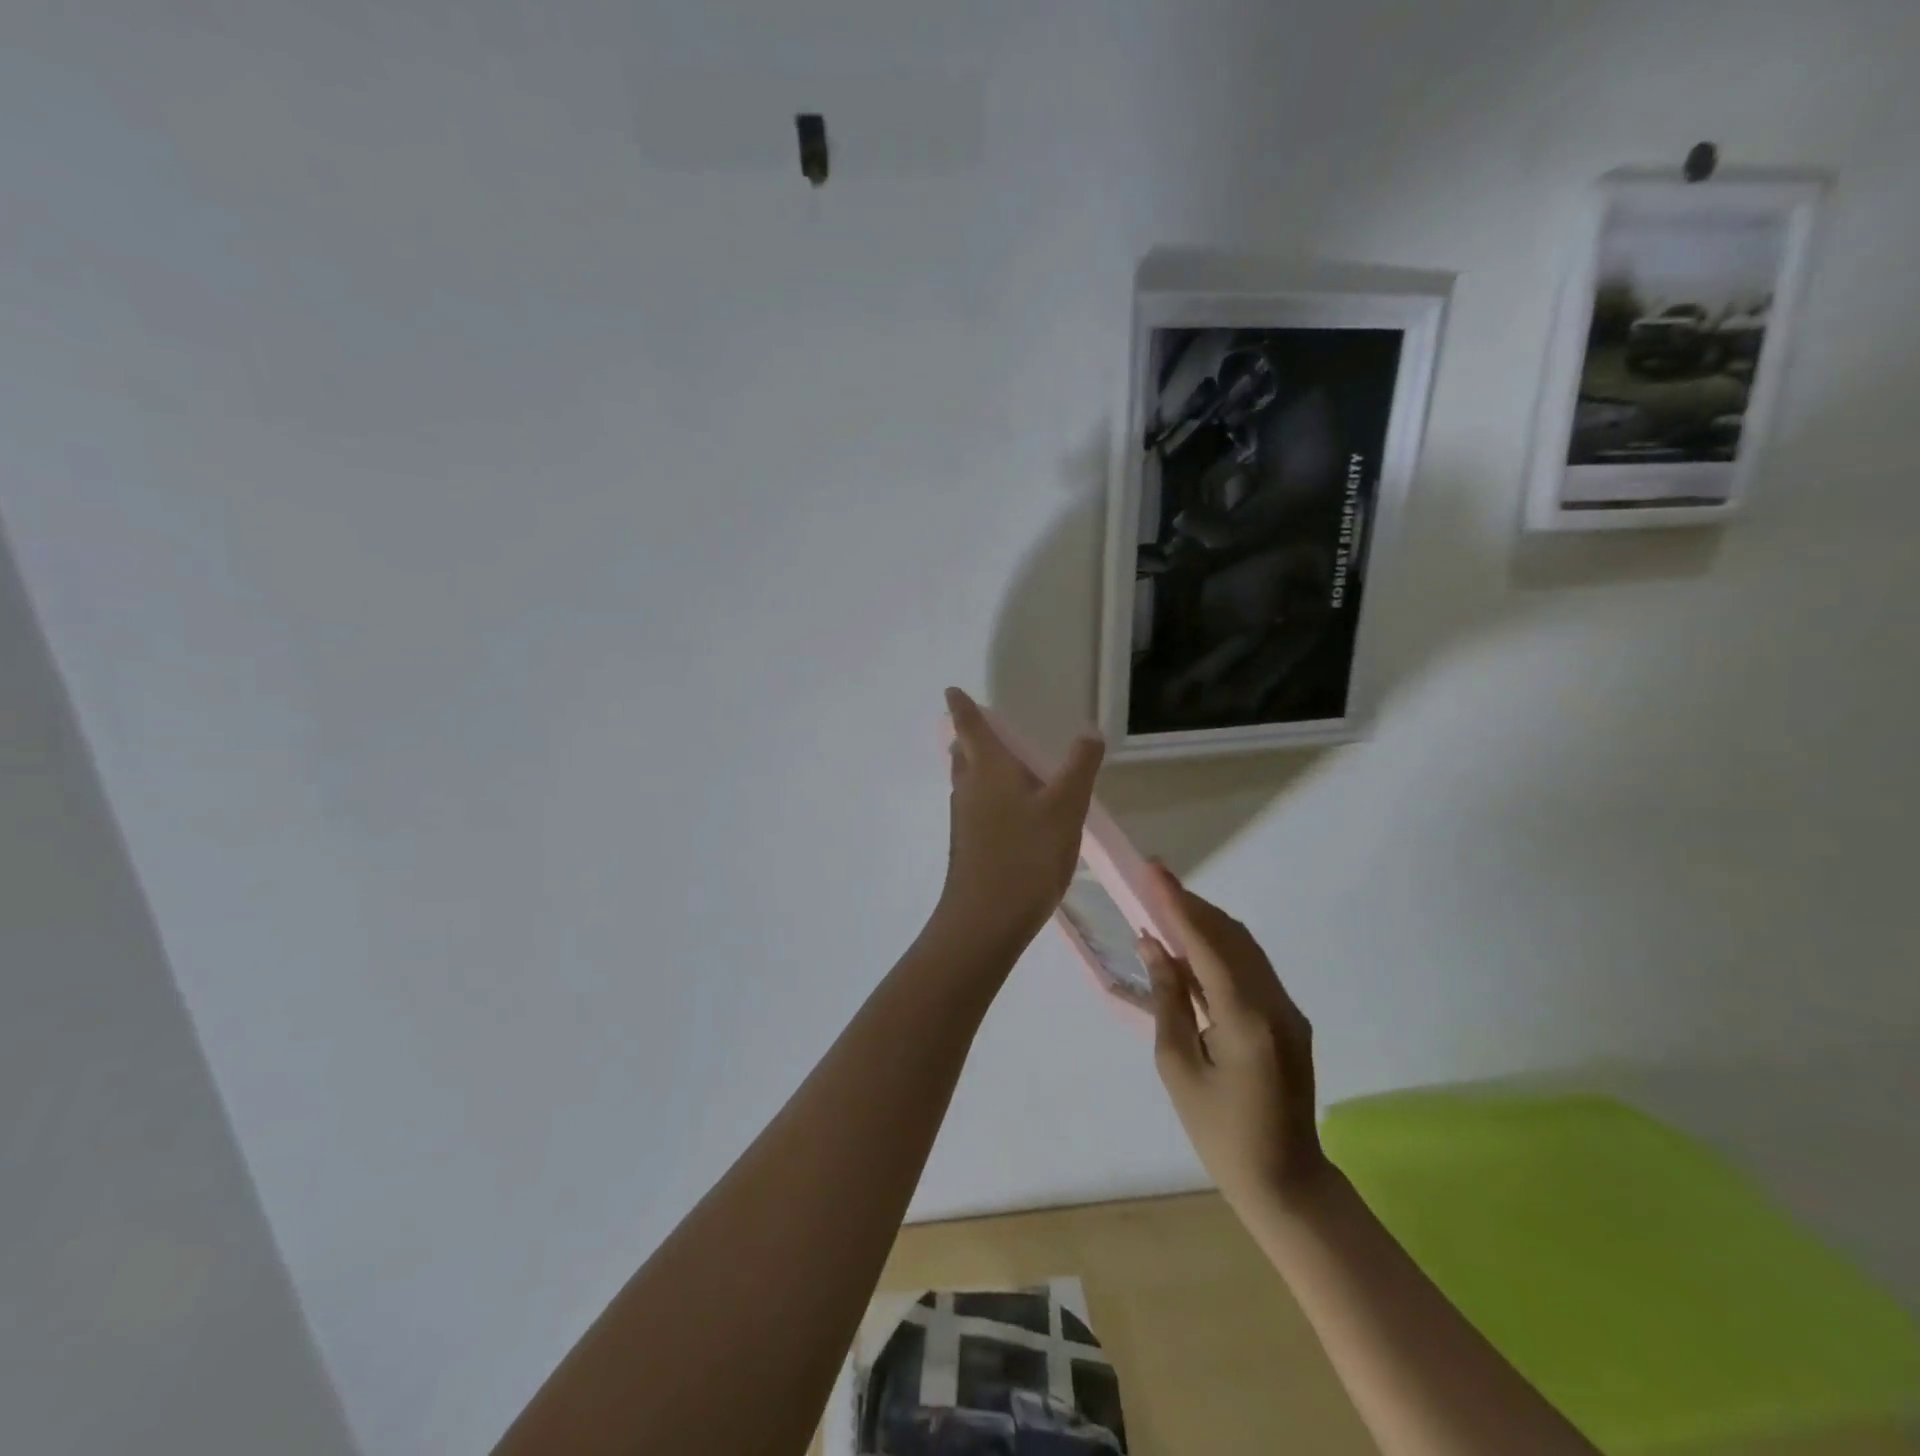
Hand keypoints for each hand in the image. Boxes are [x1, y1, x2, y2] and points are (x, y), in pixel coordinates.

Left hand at [935, 688, 1103, 956]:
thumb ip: (1079, 767)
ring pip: (967, 782)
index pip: (969, 725)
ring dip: (977, 768)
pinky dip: (987, 797)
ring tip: (1003, 766)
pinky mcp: (968, 846)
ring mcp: (964, 819)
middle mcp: (968, 788)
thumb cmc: (1026, 854)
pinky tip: (1011, 814)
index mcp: (987, 768)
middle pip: (963, 753)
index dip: (961, 706)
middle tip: (983, 728)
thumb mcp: (1065, 807)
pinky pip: (975, 808)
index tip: (952, 690)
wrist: (986, 919)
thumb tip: (1088, 732)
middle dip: (969, 738)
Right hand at [1140, 865, 1328, 1215]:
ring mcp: (1288, 1009)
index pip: (1206, 943)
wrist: (1287, 1182)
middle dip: (1190, 904)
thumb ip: (1168, 999)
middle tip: (1153, 881)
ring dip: (1206, 922)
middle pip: (1230, 935)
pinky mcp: (1290, 1018)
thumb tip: (1153, 946)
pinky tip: (1192, 947)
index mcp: (1245, 1018)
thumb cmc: (1221, 1133)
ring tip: (1166, 906)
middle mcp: (1274, 1003)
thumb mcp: (1179, 1068)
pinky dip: (1220, 947)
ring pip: (1244, 946)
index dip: (1176, 903)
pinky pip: (1252, 967)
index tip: (1153, 870)